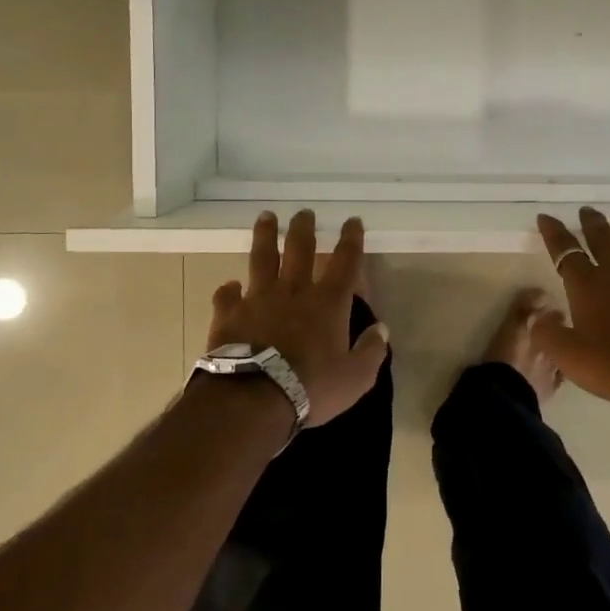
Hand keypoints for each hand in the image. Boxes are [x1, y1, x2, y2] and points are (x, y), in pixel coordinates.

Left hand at [207, 210, 389, 428]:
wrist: (254, 398)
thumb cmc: (311, 387)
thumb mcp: (355, 377)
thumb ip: (371, 351)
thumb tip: (382, 329)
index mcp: (328, 302)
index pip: (345, 262)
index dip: (351, 240)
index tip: (352, 221)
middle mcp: (294, 291)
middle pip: (300, 248)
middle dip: (304, 228)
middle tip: (304, 212)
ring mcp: (259, 299)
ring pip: (262, 258)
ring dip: (265, 236)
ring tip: (266, 217)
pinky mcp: (229, 314)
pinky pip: (227, 295)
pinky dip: (228, 290)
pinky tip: (229, 286)